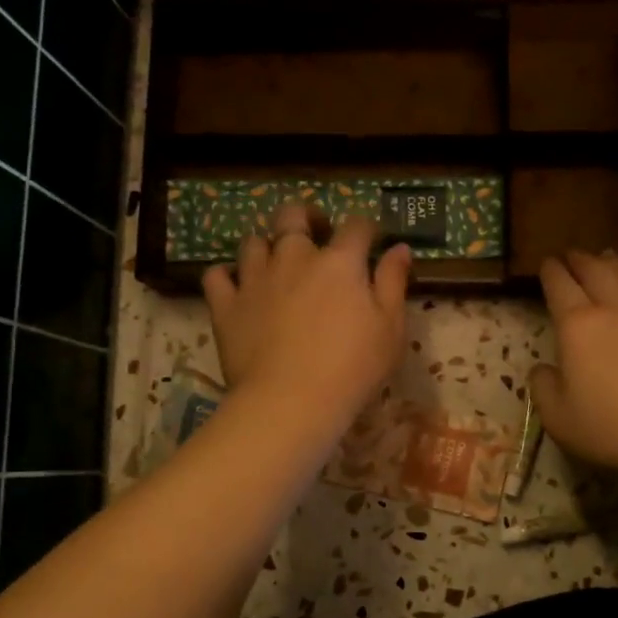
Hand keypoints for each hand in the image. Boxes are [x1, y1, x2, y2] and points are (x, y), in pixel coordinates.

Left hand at [201, 204, 412, 438]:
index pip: (356, 225)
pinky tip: (237, 286)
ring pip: (253, 241)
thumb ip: (394, 282)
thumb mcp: (391, 328)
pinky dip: (227, 275)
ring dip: (266, 245)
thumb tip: (400, 248)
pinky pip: (217, 276)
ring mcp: (255, 279)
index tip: (371, 240)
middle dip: (306, 216)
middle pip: (293, 215)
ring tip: (275, 262)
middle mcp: (294, 258)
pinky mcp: (226, 305)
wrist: (291, 401)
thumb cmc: (353, 368)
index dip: (365, 228)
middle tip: (315, 231)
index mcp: (339, 262)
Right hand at [529, 250, 617, 480]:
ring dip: (611, 263)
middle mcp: (614, 309)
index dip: (551, 272)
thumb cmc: (615, 428)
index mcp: (578, 326)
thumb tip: (543, 369)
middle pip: (595, 271)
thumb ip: (544, 390)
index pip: (560, 286)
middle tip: (572, 254)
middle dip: (579, 260)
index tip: (546, 263)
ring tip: (605, 257)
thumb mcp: (560, 419)